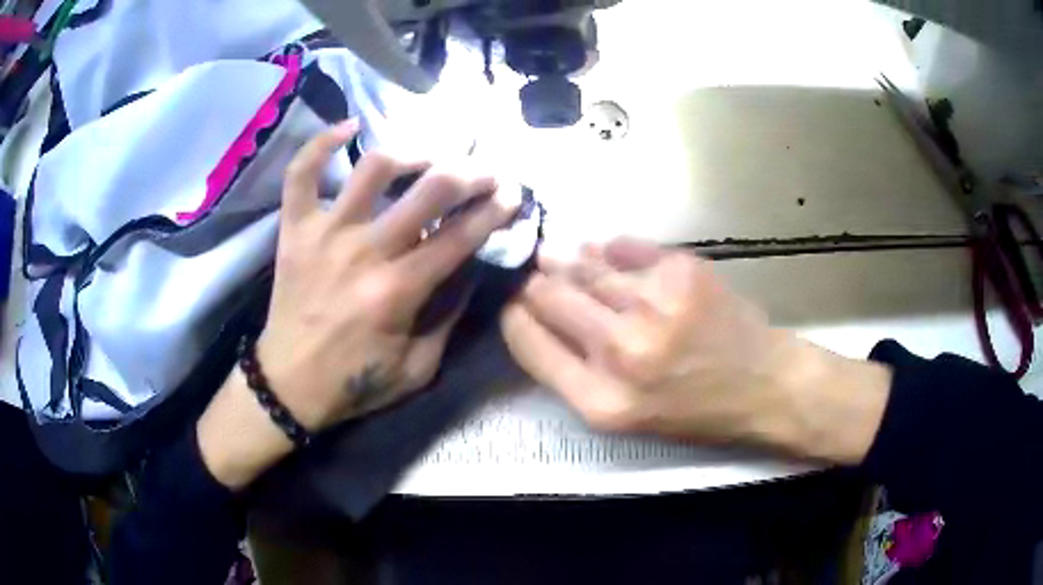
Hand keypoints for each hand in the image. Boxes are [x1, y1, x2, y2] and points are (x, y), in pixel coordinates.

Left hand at [199, 121, 519, 488]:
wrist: (288, 385)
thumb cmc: (354, 382)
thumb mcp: (418, 369)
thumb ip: (449, 317)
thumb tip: (469, 268)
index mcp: (398, 291)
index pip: (460, 236)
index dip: (495, 210)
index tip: (513, 195)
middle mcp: (364, 251)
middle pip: (429, 190)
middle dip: (470, 173)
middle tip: (486, 171)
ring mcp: (325, 233)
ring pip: (373, 167)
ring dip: (411, 152)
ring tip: (429, 156)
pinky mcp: (294, 229)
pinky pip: (301, 173)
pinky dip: (322, 144)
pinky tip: (349, 127)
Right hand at [501, 238, 891, 463]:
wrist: (762, 383)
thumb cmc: (693, 410)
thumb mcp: (623, 417)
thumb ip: (573, 373)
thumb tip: (537, 316)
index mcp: (602, 400)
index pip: (529, 343)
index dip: (514, 317)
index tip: (512, 302)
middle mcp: (622, 351)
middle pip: (550, 297)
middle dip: (535, 282)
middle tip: (533, 272)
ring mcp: (655, 304)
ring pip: (585, 266)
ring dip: (568, 260)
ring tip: (561, 257)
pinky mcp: (681, 270)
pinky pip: (624, 247)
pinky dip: (608, 249)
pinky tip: (604, 252)